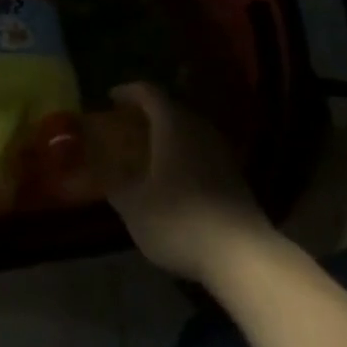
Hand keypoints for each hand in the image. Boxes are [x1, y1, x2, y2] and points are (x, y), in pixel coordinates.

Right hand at [106, 82, 271, 287]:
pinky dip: (185, 156)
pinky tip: (175, 178)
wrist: (241, 254)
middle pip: (172, 109)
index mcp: (173, 125)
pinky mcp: (236, 176)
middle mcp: (200, 129)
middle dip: (148, 114)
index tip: (111, 98)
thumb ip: (117, 187)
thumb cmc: (179, 221)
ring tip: (149, 152)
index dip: (128, 92)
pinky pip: (203, 153)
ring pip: (190, 131)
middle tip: (128, 126)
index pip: (149, 92)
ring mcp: (222, 152)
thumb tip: (105, 176)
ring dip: (169, 136)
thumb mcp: (135, 208)